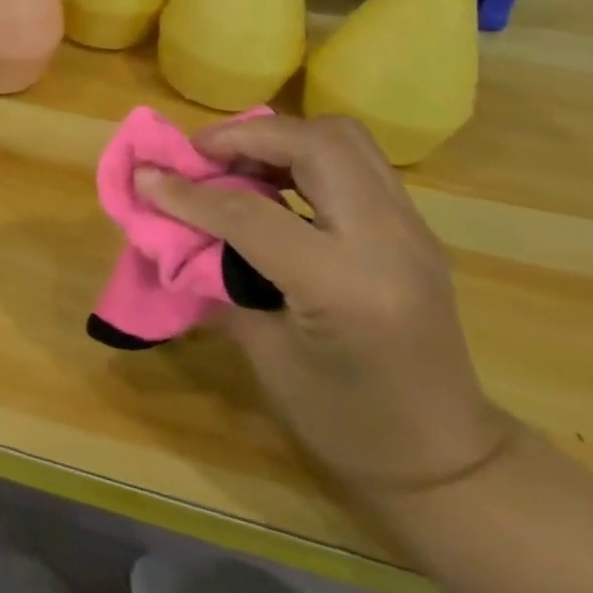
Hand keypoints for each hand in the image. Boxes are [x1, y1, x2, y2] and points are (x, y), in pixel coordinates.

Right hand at [136, 114, 513, 498]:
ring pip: (342, 137)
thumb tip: (168, 228)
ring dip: (279, 138)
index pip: (251, 213)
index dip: (188, 193)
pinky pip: (355, 162)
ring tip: (234, 164)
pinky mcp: (413, 228)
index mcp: (345, 286)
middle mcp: (388, 242)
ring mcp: (411, 230)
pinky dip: (303, 155)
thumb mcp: (265, 354)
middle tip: (200, 157)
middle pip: (315, 144)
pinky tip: (271, 185)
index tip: (145, 177)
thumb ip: (218, 278)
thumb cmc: (344, 421)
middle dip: (246, 136)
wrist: (446, 457)